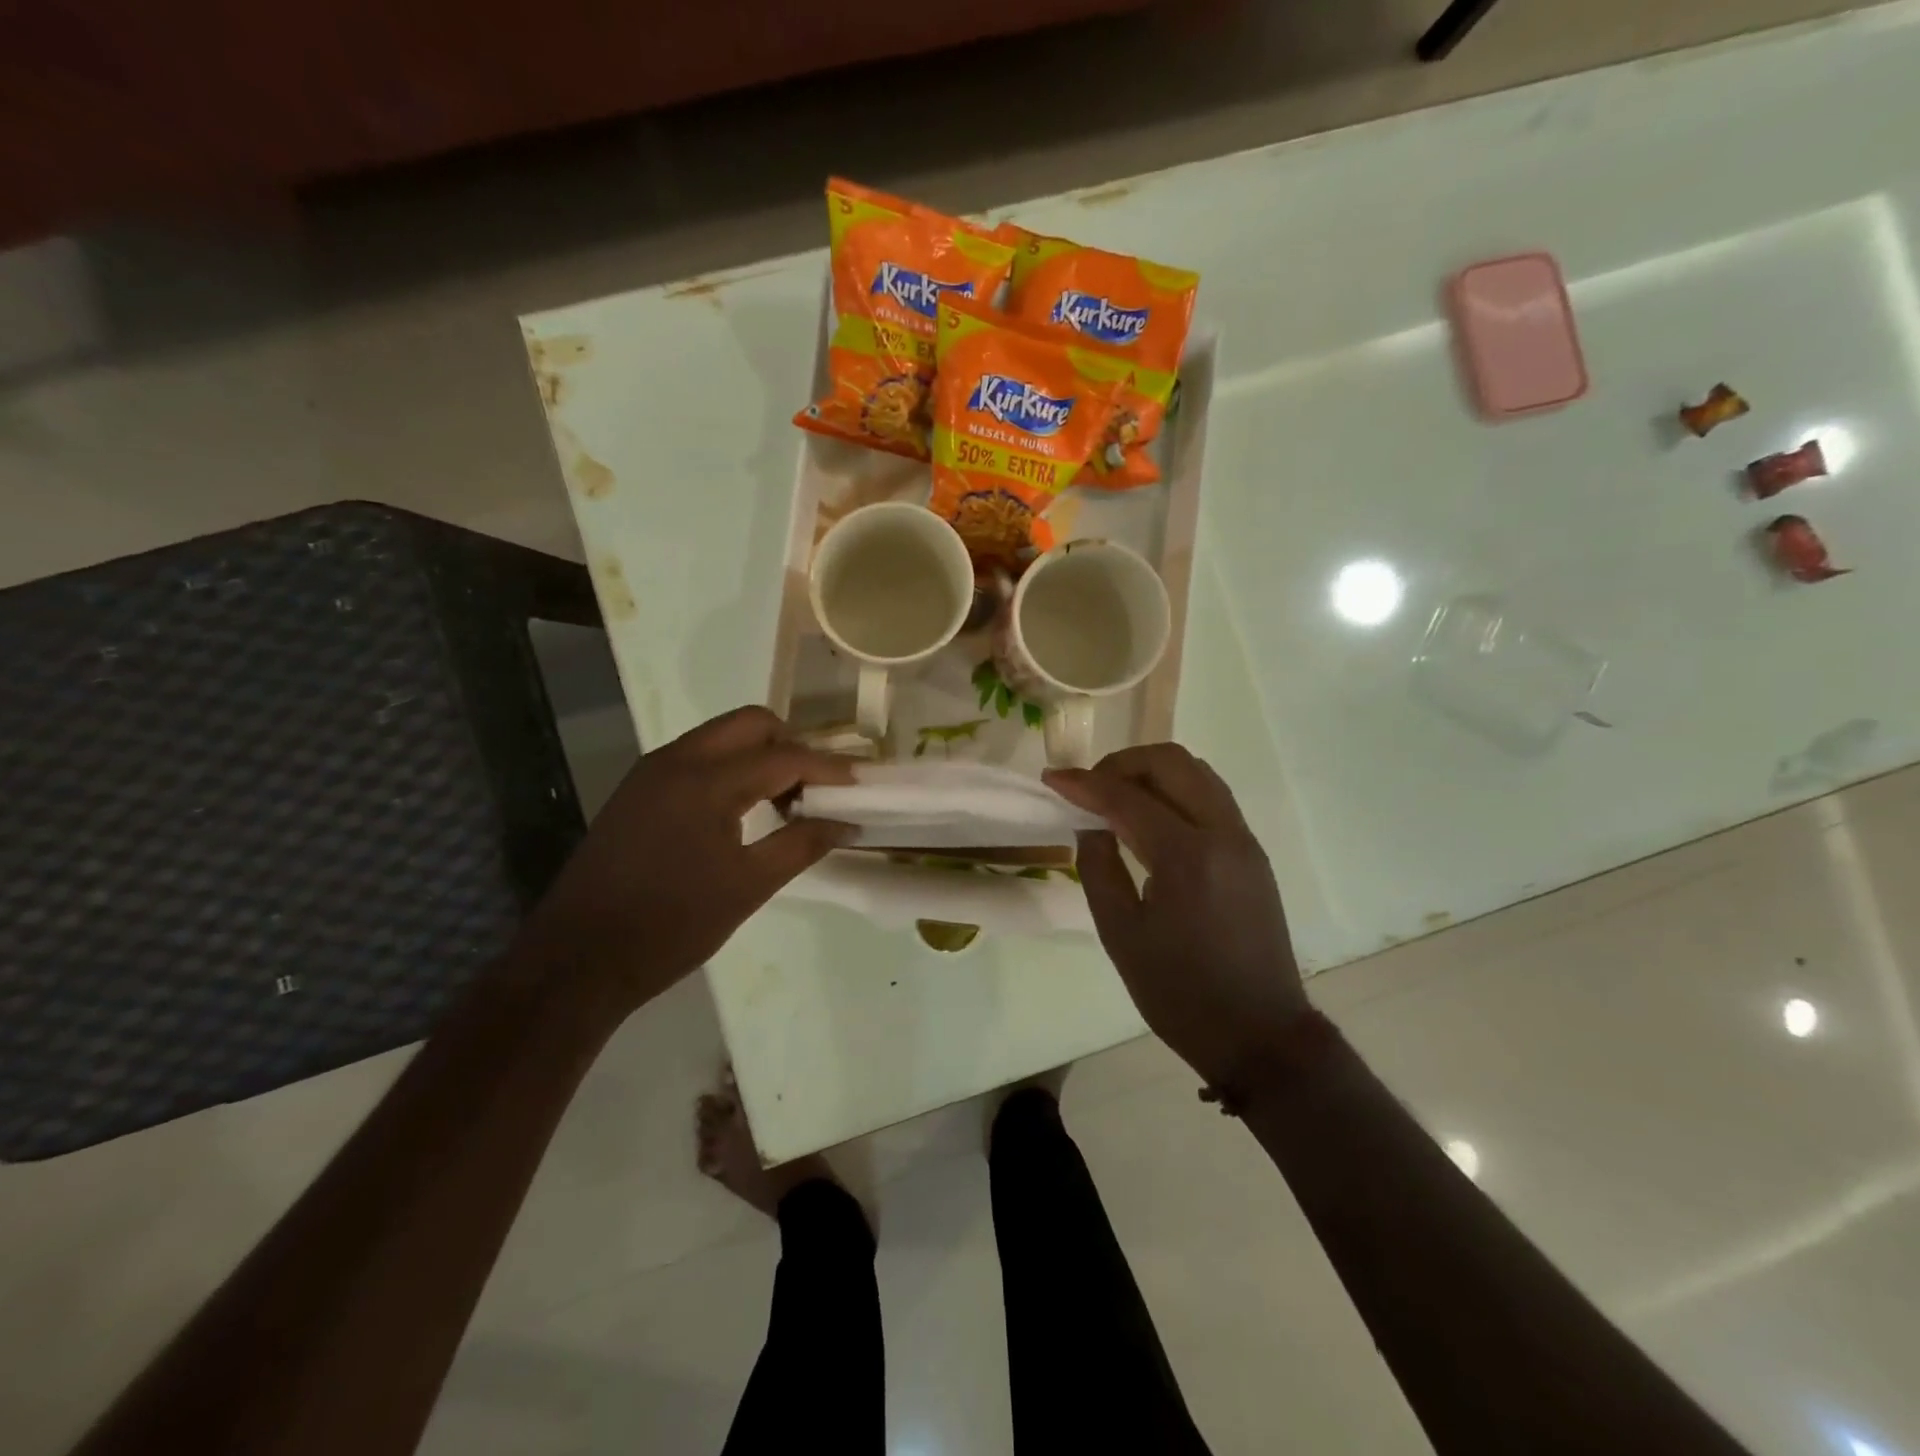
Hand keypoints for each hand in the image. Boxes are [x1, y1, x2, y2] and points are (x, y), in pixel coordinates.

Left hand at [513, 707, 854, 1019]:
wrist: (577, 960)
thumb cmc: (671, 925)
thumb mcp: (748, 887)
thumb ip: (802, 844)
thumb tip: (845, 821)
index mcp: (706, 781)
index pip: (783, 755)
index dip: (828, 767)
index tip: (860, 782)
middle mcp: (677, 760)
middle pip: (750, 723)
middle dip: (792, 745)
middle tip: (817, 787)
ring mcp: (651, 772)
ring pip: (721, 736)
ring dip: (760, 755)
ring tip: (786, 801)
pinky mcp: (638, 791)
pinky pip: (698, 758)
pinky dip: (731, 768)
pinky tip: (742, 810)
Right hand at [1046, 745, 1307, 1089]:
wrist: (1259, 1034)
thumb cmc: (1180, 992)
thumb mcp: (1121, 934)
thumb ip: (1098, 868)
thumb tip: (1091, 826)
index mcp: (1187, 857)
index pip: (1127, 798)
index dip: (1084, 784)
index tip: (1052, 778)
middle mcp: (1223, 834)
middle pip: (1172, 763)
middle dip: (1122, 764)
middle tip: (1089, 787)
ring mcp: (1244, 841)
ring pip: (1197, 773)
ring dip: (1152, 773)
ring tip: (1116, 797)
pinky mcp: (1252, 854)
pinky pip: (1212, 798)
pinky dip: (1176, 791)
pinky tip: (1150, 818)